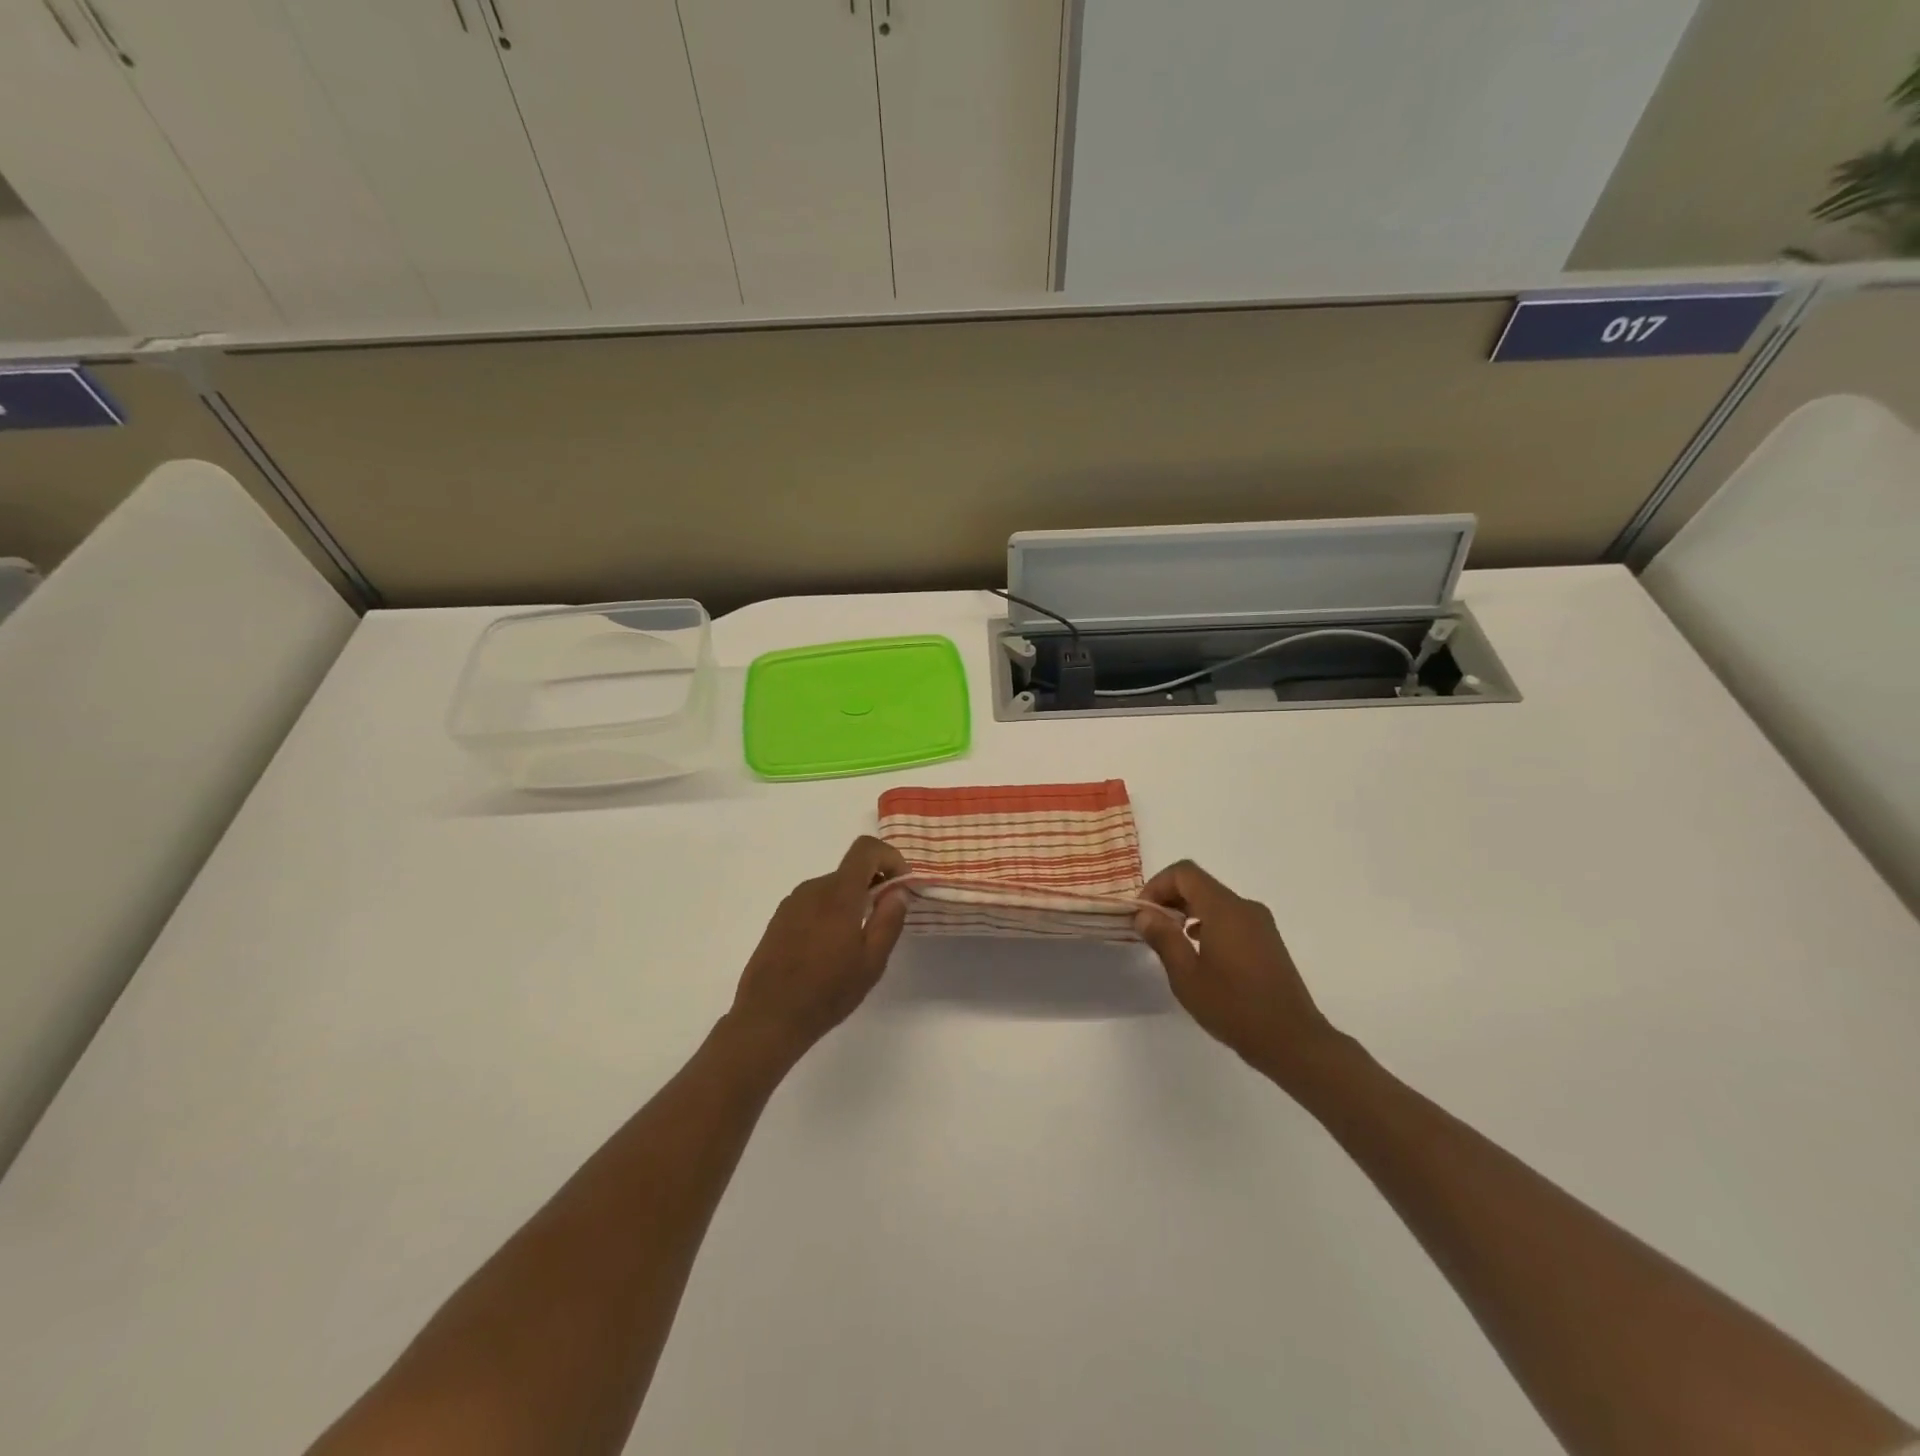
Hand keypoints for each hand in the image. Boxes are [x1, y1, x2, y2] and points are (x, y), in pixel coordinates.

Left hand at [730, 836, 910, 1056]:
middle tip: (884, 921)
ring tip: (856, 943)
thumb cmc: (827, 992)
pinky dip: (831, 912)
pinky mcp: (779, 919)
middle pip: (851, 870)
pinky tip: (829, 950)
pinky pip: (814, 902)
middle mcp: (813, 889)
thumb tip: (898, 890)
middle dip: (874, 885)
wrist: (768, 1018)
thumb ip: (889, 919)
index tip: (901, 885)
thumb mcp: (871, 962)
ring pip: (833, 888)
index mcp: (838, 894)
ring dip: (852, 901)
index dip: (889, 857)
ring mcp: (792, 903)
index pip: (865, 848)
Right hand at [1134, 861, 1341, 1082]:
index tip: (1142, 913)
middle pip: (1200, 884)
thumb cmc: (1233, 1007)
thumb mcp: (1186, 975)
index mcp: (1224, 909)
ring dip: (1188, 911)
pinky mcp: (1268, 941)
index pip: (1184, 873)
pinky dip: (1208, 923)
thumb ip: (1163, 938)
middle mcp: (1245, 907)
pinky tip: (1199, 951)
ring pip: (1215, 901)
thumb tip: (1144, 915)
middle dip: (1170, 898)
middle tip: (1150, 927)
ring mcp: (1260, 924)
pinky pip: (1231, 918)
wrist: (1292, 1041)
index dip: (1157, 885)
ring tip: (1171, 940)